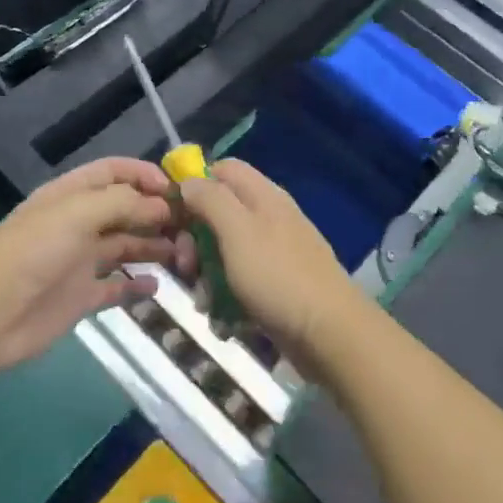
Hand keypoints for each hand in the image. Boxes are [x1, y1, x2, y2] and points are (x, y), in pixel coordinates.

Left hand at [0, 158, 191, 371]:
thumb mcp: (78, 213)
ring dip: (154, 246)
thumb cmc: (33, 251)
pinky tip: (157, 286)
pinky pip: (117, 286)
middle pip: (125, 209)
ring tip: (184, 254)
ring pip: (126, 246)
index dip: (144, 174)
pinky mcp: (81, 296)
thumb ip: (124, 203)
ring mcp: (80, 261)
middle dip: (157, 213)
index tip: (176, 189)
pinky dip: (137, 285)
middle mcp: (79, 223)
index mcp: (72, 195)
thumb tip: (163, 204)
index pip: (113, 172)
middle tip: (191, 226)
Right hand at [178, 159, 359, 369]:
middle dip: (195, 242)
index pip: (222, 170)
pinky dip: (227, 301)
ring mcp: (274, 252)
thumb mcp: (237, 231)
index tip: (173, 216)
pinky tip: (225, 323)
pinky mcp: (276, 285)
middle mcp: (269, 217)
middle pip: (219, 213)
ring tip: (207, 305)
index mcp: (262, 195)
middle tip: (187, 268)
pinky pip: (240, 283)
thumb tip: (188, 181)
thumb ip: (211, 199)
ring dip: (208, 278)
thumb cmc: (277, 276)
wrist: (329, 332)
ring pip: (225, 253)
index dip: (194, 185)